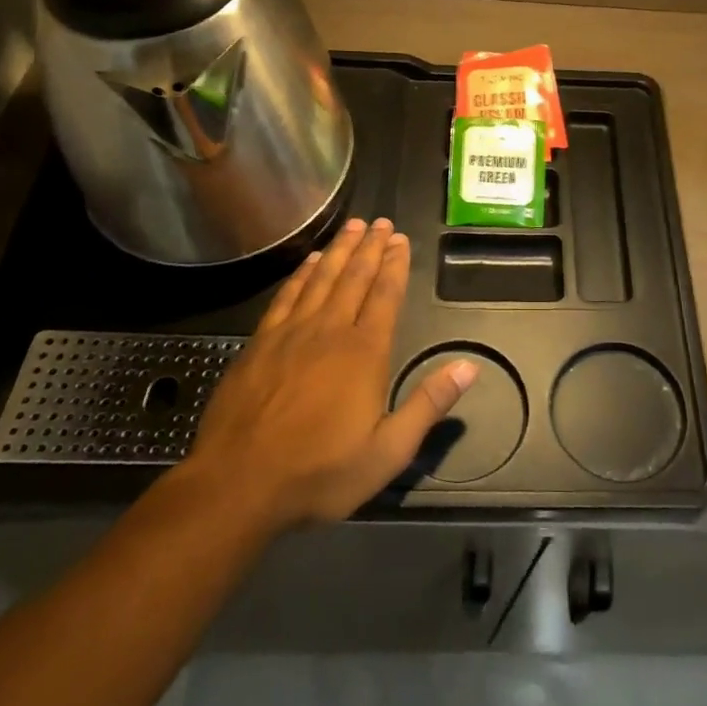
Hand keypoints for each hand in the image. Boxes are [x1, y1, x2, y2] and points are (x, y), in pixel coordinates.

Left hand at [173, 217, 476, 532]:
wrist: (237, 484)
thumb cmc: (319, 472)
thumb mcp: (387, 451)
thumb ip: (428, 405)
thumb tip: (469, 366)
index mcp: (364, 352)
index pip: (385, 295)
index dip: (395, 265)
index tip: (401, 240)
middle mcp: (329, 331)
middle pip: (354, 278)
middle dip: (371, 247)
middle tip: (381, 222)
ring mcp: (291, 333)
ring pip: (322, 279)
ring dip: (340, 250)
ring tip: (352, 226)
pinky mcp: (260, 343)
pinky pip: (287, 295)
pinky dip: (302, 274)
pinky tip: (310, 261)